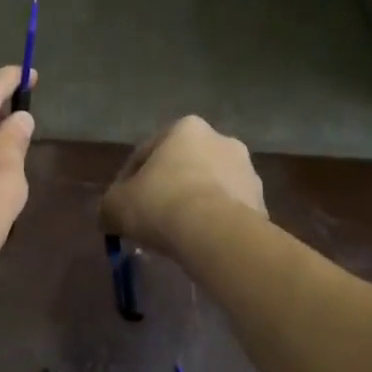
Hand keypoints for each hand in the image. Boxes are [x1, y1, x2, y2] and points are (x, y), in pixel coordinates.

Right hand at [100, 116, 265, 260]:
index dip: (128, 181)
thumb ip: (109, 206)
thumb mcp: (115, 205)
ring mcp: (247, 171)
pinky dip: (213, 223)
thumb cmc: (160, 204)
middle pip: (182, 167)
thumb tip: (109, 216)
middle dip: (167, 189)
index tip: (122, 205)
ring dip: (192, 205)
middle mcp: (221, 140)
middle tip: (150, 218)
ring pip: (208, 188)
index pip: (146, 153)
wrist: (216, 234)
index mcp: (185, 128)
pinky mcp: (262, 202)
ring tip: (176, 234)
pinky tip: (198, 242)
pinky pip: (227, 211)